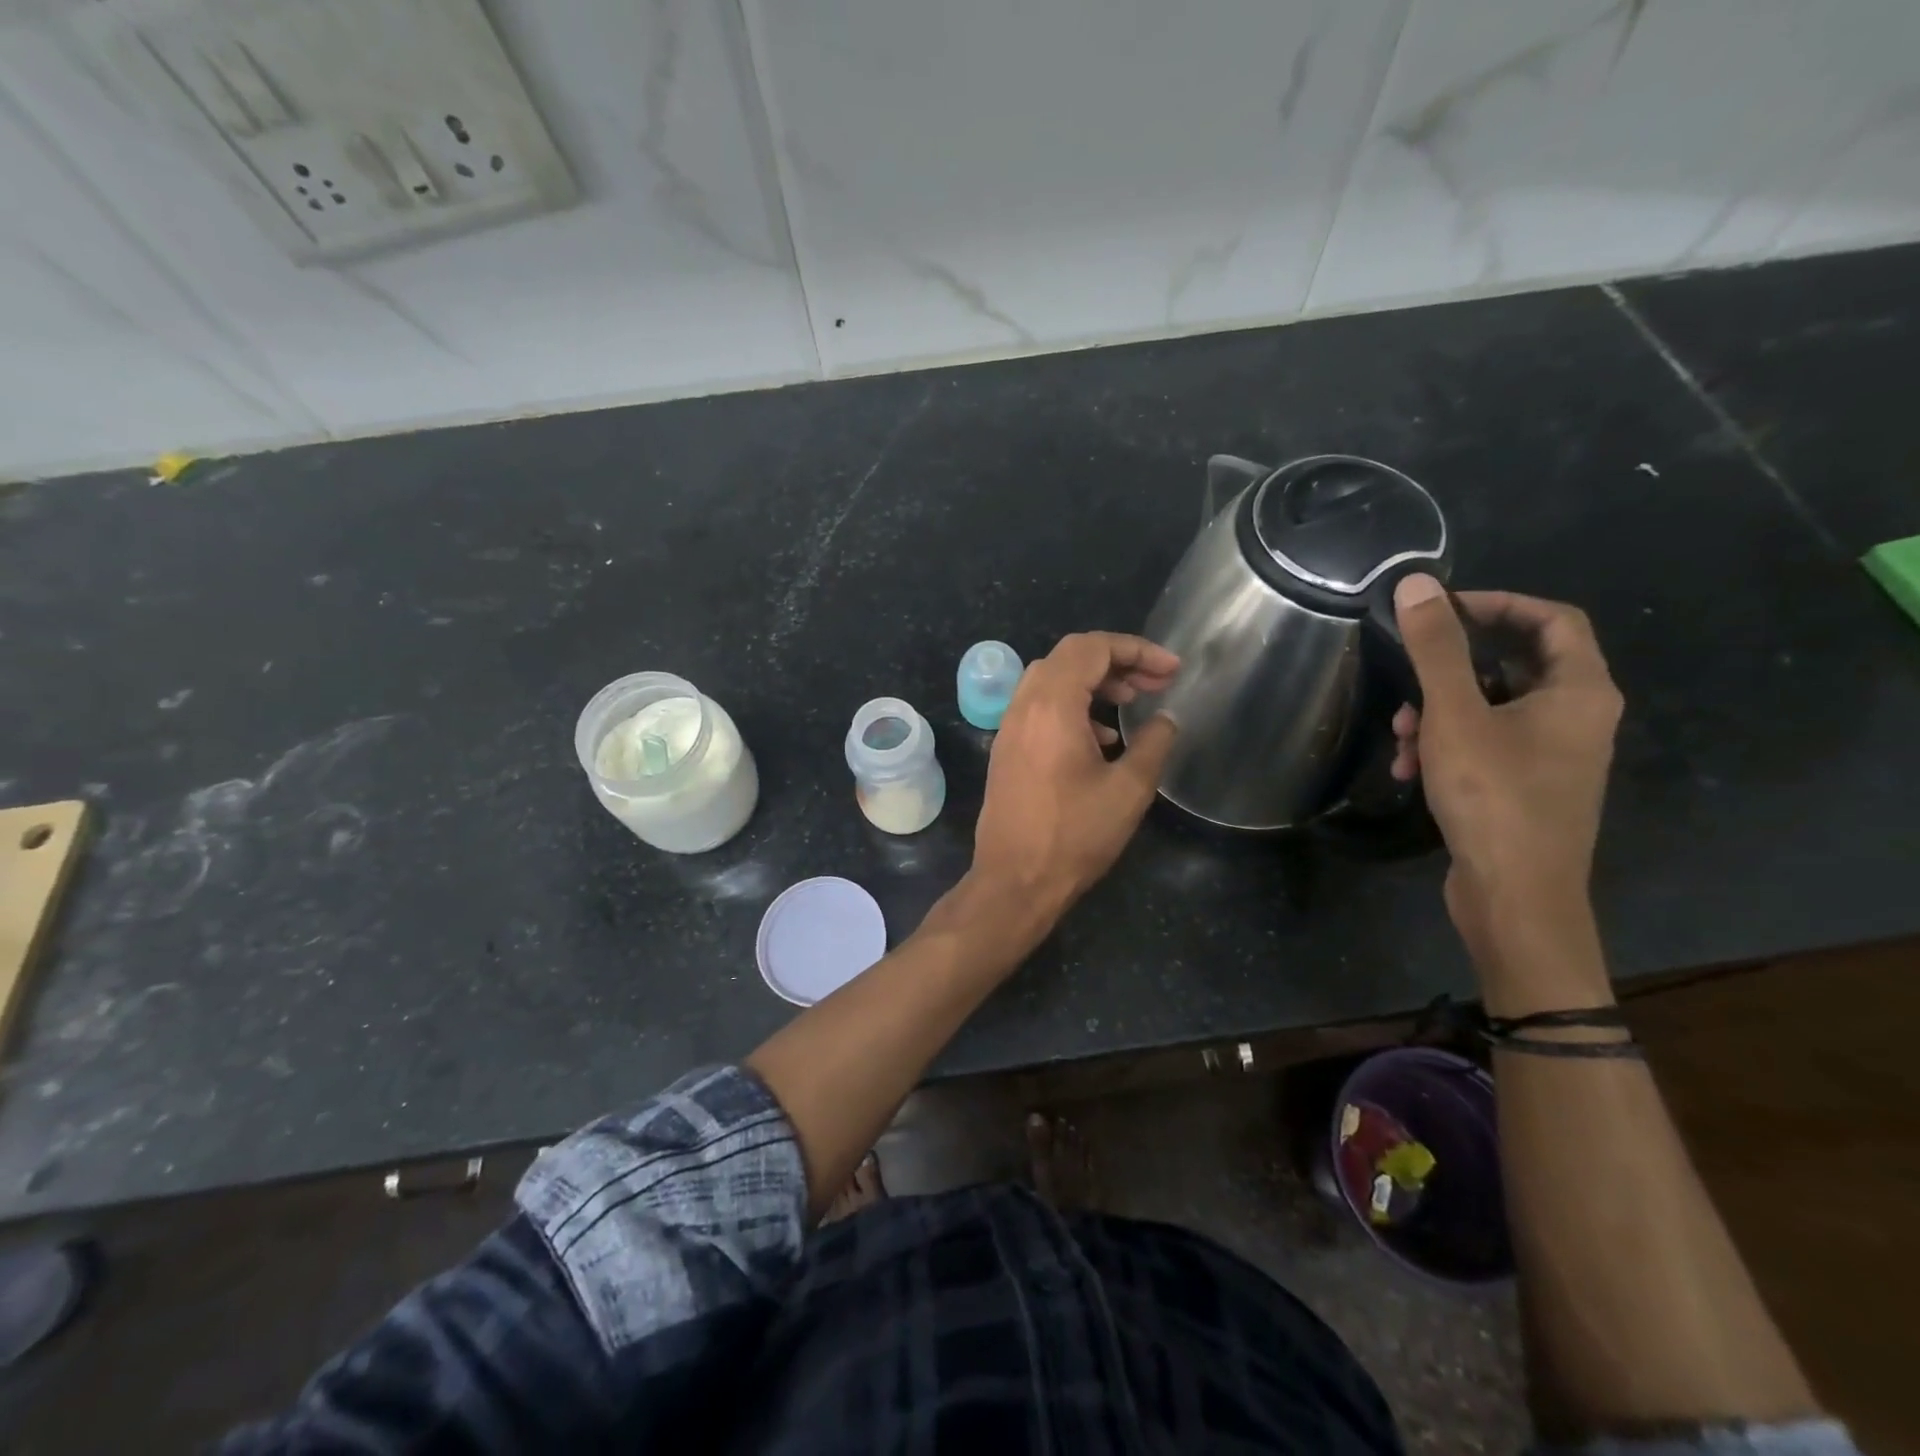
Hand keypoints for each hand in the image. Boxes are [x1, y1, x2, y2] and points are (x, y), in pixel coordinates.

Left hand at [972, 632, 1178, 921]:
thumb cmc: (1074, 835)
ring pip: (1051, 680)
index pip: (1092, 648)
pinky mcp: (1006, 750)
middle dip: (1116, 661)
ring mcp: (1009, 728)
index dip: (1137, 649)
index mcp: (1052, 706)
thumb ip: (1153, 744)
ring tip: (1131, 703)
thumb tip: (1166, 720)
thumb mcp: (1129, 790)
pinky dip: (1072, 706)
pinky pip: (1039, 708)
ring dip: (1093, 682)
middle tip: (1154, 683)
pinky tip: (1101, 739)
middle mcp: (1023, 707)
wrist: (1015, 880)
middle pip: (1069, 657)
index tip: (1171, 670)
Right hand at [1390, 576, 1622, 961]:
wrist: (1517, 896)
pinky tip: (1411, 769)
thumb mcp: (1455, 715)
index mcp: (1580, 691)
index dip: (1498, 604)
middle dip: (1450, 671)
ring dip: (1440, 713)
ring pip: (1492, 709)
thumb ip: (1436, 649)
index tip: (1440, 610)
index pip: (1552, 619)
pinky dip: (1448, 746)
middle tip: (1408, 679)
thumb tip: (1416, 584)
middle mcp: (1578, 718)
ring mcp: (1553, 756)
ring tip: (1401, 737)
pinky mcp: (1527, 786)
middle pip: (1514, 665)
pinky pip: (1486, 744)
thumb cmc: (1494, 796)